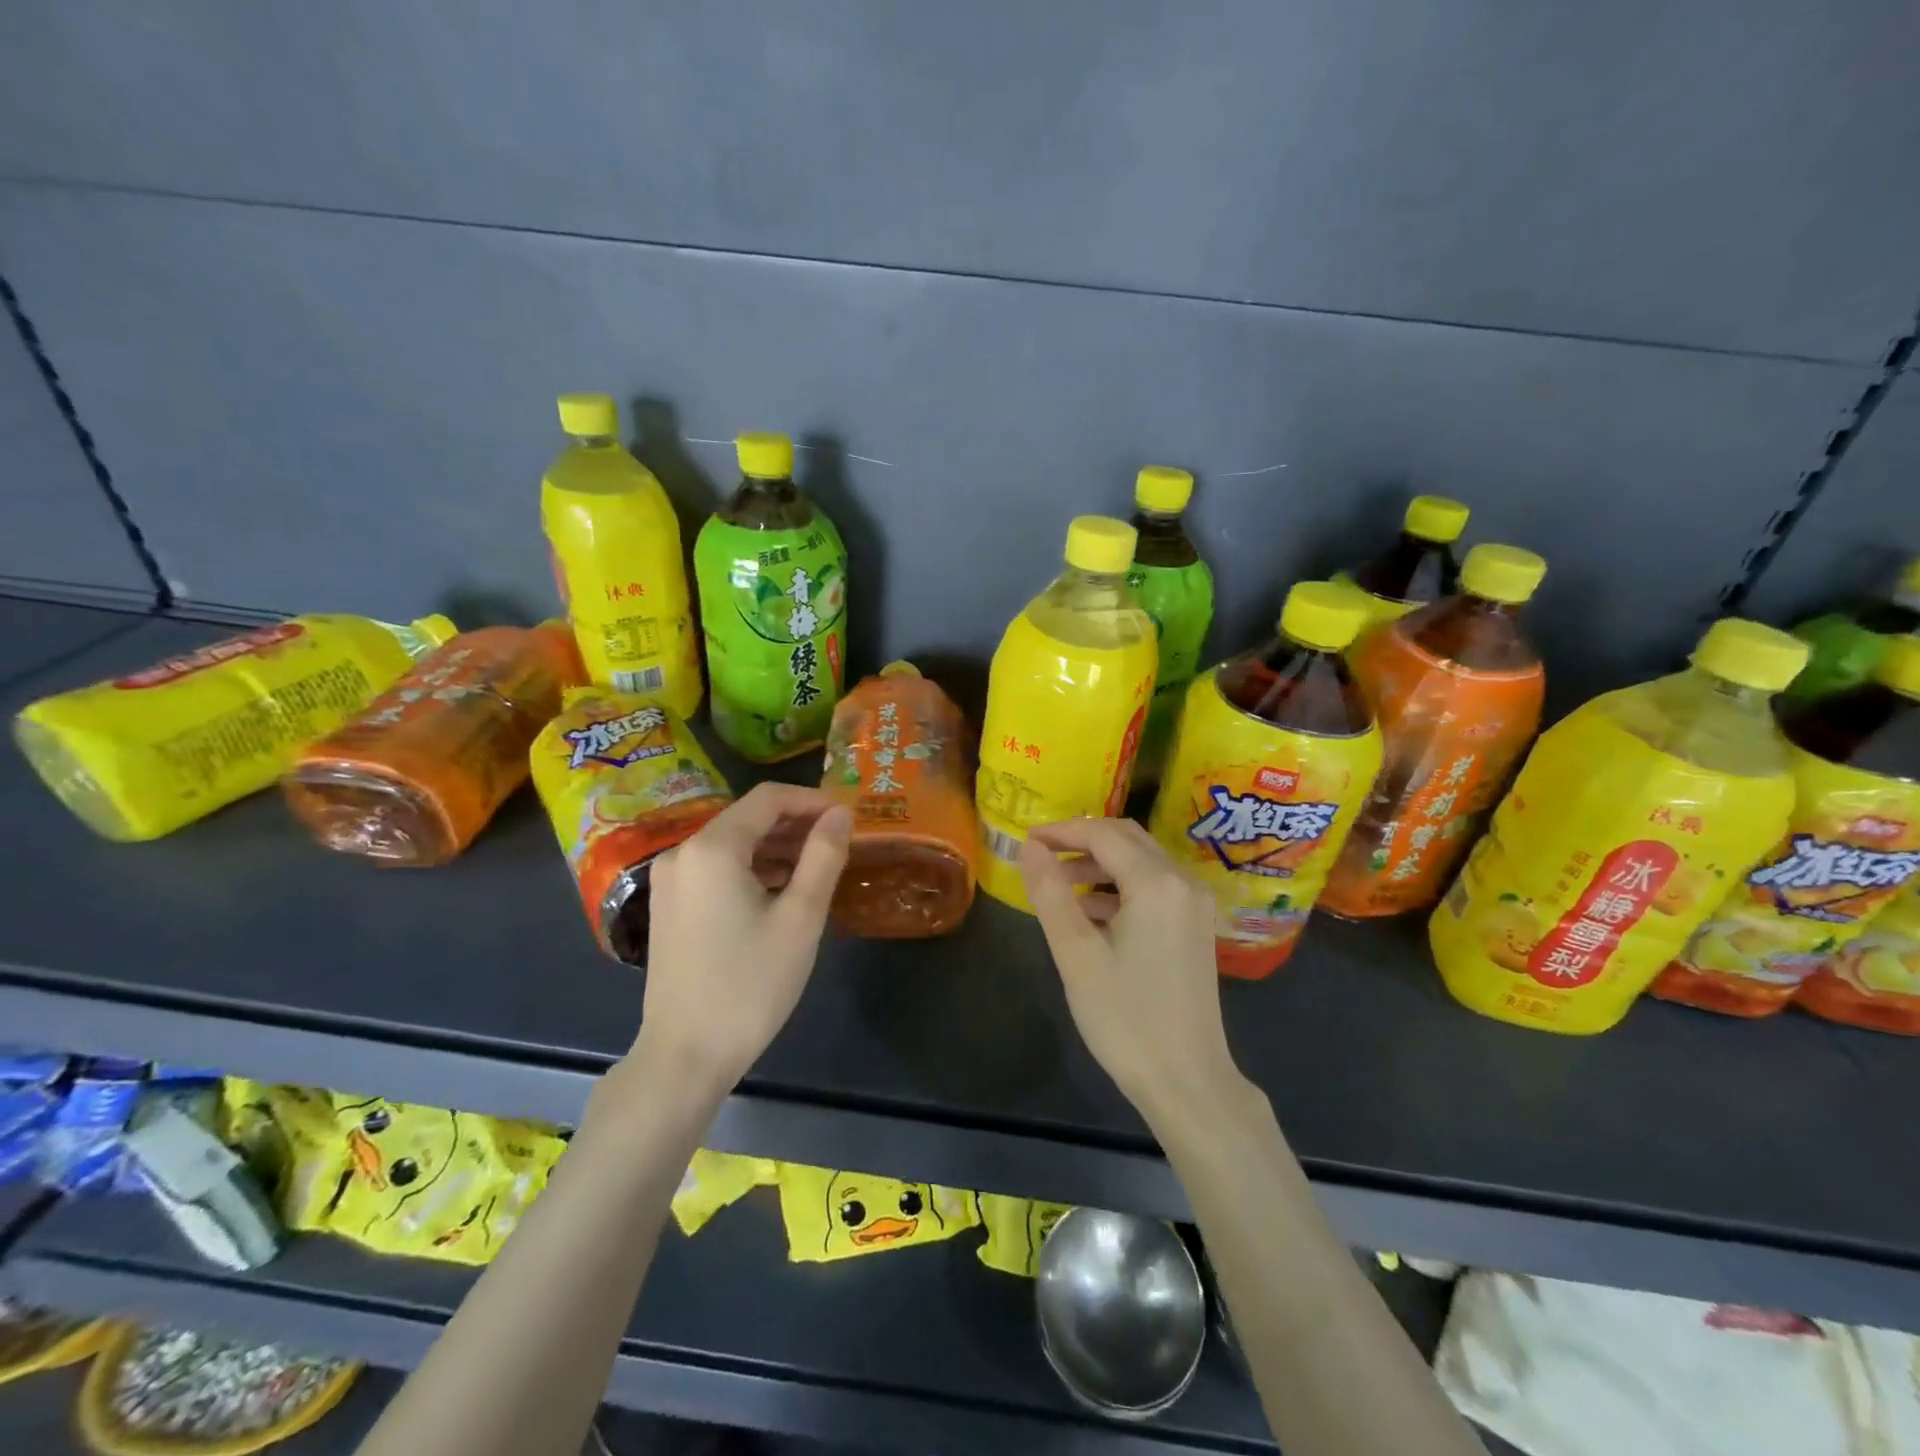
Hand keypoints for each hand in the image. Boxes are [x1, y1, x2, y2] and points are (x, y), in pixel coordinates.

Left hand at [633, 782, 850, 1092]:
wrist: (685, 1057)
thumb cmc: (750, 985)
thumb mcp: (800, 917)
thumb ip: (823, 856)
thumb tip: (841, 813)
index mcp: (712, 848)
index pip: (769, 798)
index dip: (813, 800)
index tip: (849, 818)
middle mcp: (683, 853)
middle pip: (748, 818)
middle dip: (797, 824)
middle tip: (840, 844)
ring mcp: (670, 880)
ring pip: (733, 844)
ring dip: (777, 847)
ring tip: (818, 867)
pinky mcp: (669, 906)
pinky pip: (717, 869)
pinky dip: (752, 869)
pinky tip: (782, 890)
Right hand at [1019, 818, 1245, 1122]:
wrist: (1187, 1081)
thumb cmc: (1125, 1017)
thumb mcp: (1076, 953)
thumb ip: (1050, 892)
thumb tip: (1030, 846)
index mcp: (1157, 882)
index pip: (1102, 833)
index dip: (1061, 831)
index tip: (1025, 839)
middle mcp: (1183, 882)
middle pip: (1127, 839)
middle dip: (1081, 841)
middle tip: (1040, 856)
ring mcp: (1195, 905)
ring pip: (1141, 862)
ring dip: (1099, 865)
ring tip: (1058, 886)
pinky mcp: (1195, 926)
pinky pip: (1154, 886)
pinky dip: (1119, 887)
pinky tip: (1089, 912)